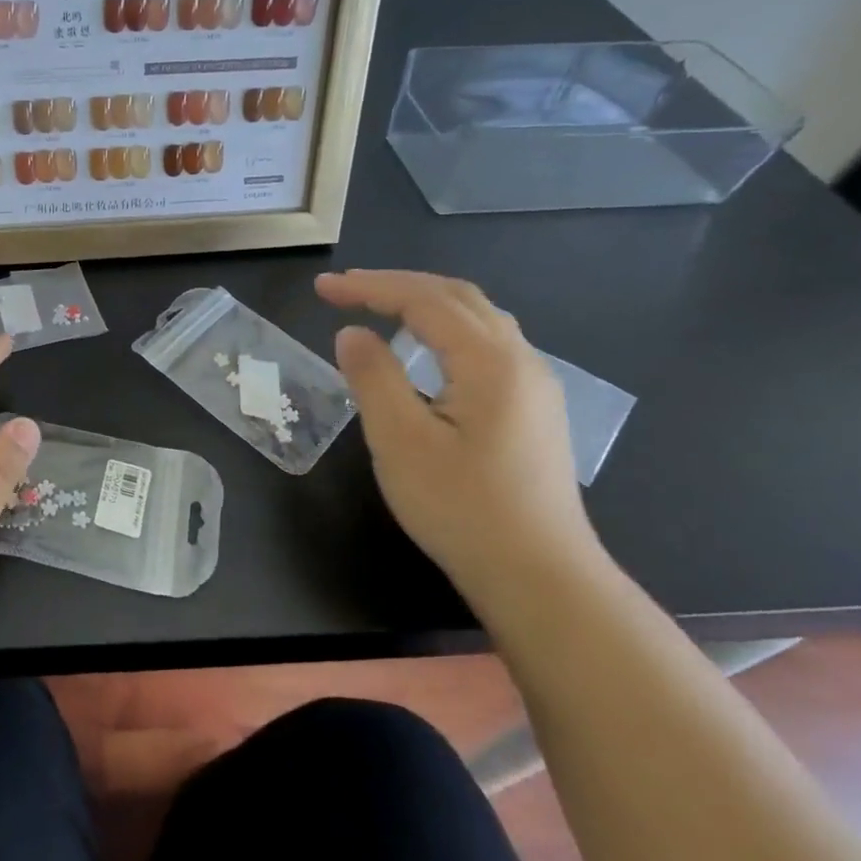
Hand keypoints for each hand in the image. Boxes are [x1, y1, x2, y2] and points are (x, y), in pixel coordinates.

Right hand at [315, 270, 600, 597]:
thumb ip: (373, 377)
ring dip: (423, 302)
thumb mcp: (400, 441)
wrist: (539, 576)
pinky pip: (486, 343)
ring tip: (377, 306)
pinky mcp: (533, 410)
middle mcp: (521, 361)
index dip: (369, 287)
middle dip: (396, 284)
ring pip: (477, 318)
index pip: (424, 300)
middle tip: (343, 289)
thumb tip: (352, 334)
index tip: (321, 288)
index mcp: (490, 362)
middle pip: (457, 297)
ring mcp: (534, 386)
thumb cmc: (462, 508)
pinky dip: (444, 327)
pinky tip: (424, 349)